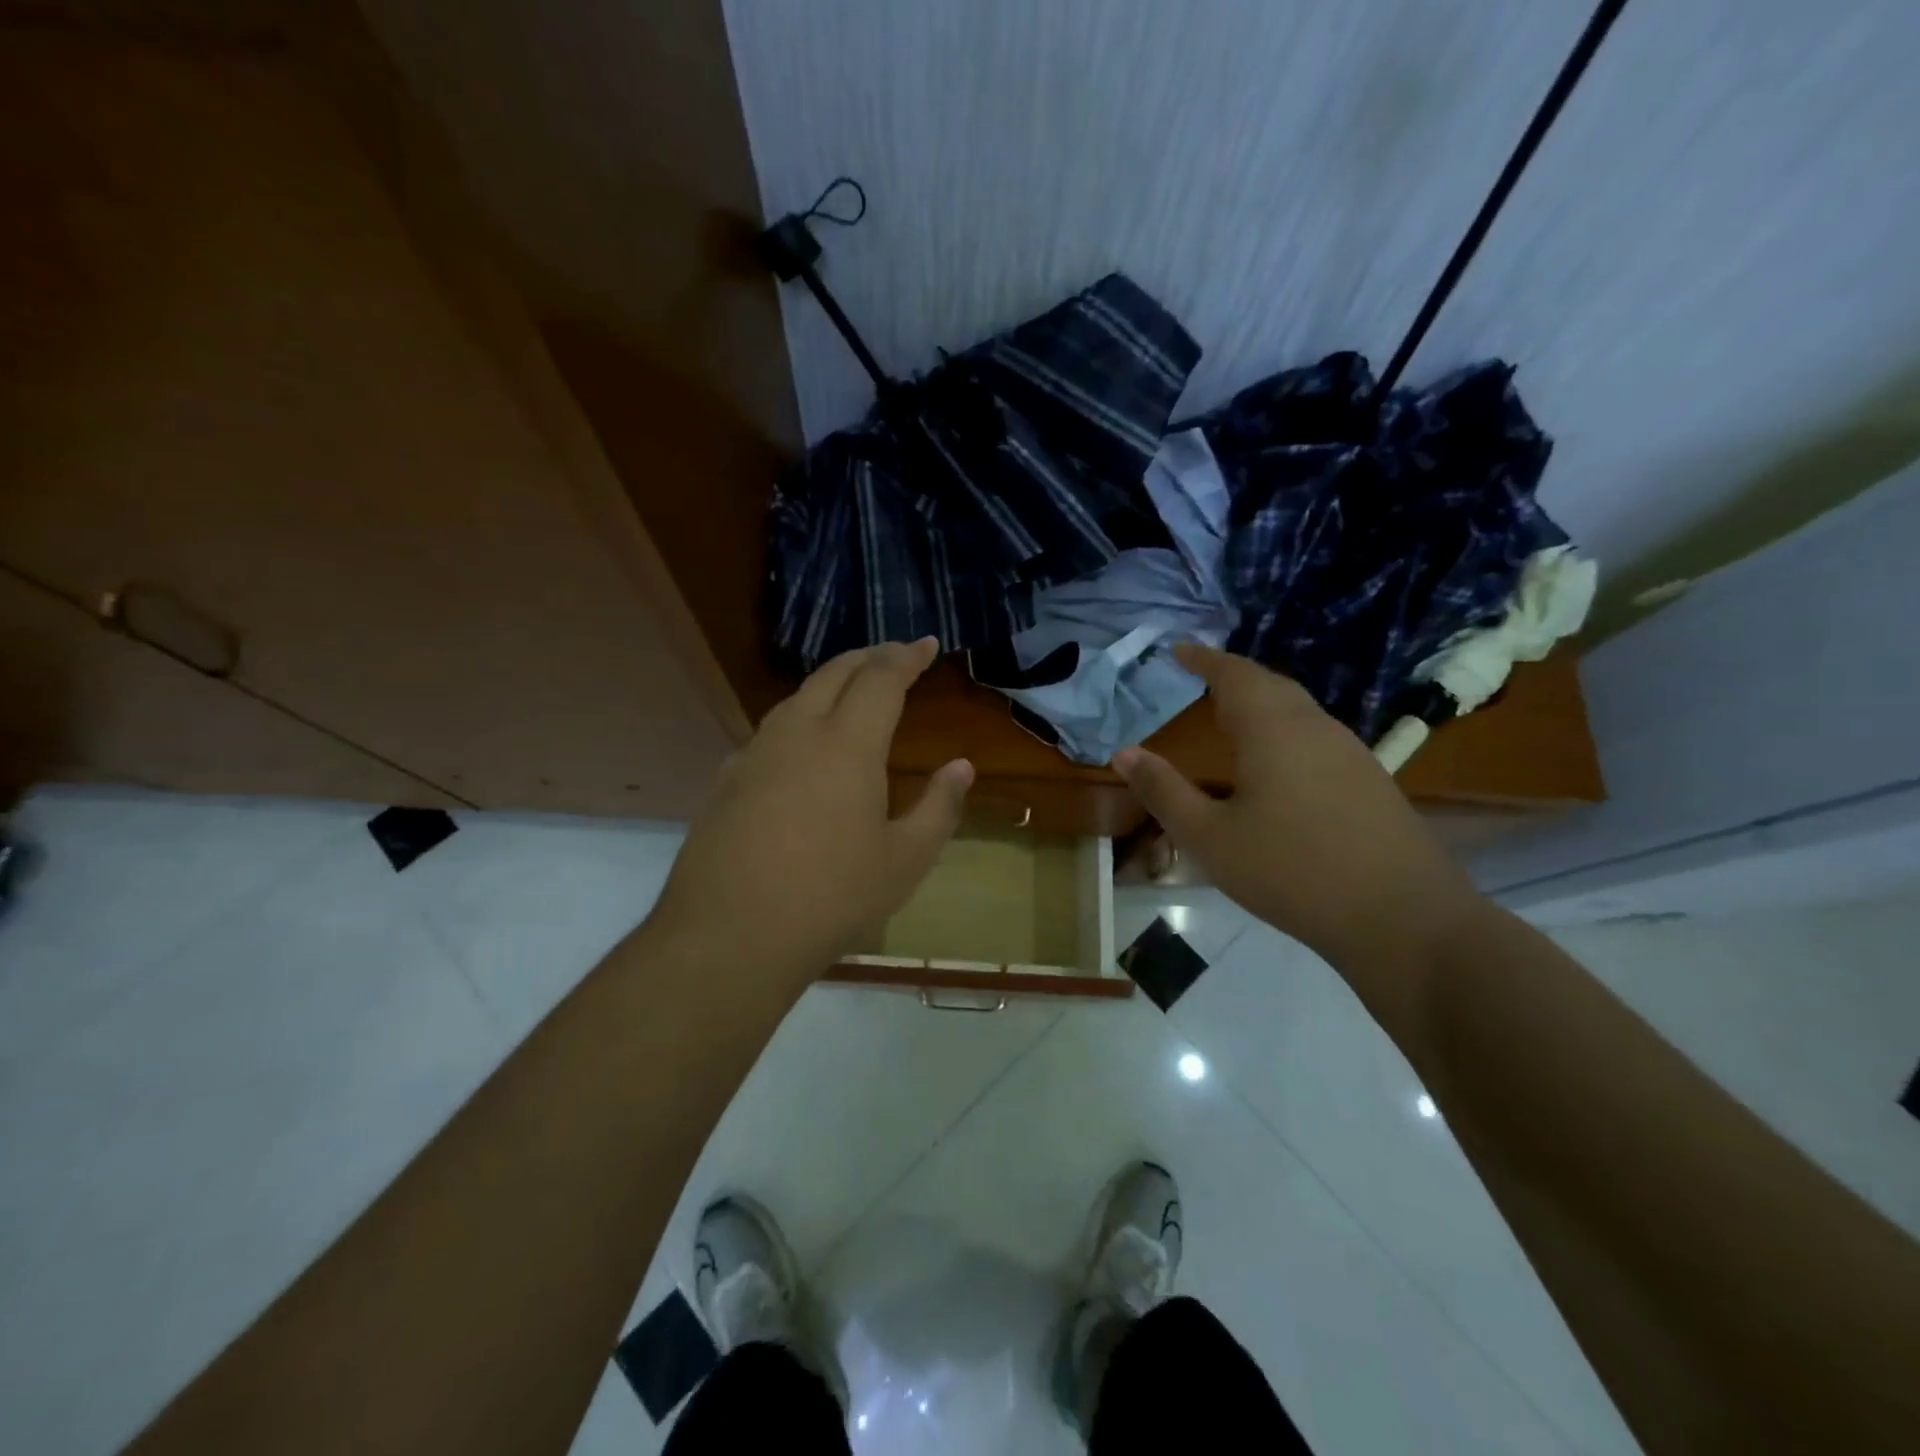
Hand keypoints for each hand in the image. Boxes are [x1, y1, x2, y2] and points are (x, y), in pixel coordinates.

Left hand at [645, 638, 972, 984]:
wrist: (729, 936)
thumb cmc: (831, 898)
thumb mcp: (905, 860)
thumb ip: (939, 807)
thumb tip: (961, 766)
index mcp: (847, 745)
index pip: (880, 679)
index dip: (906, 657)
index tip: (927, 645)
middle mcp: (797, 734)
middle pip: (834, 674)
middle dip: (868, 657)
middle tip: (894, 655)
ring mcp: (754, 755)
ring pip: (796, 698)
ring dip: (831, 684)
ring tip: (853, 691)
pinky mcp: (726, 781)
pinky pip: (770, 732)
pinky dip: (800, 719)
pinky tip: (803, 748)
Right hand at [1113, 645, 1479, 971]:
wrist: (1402, 917)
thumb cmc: (1291, 871)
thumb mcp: (1209, 837)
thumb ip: (1164, 791)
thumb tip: (1123, 753)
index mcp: (1273, 729)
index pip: (1234, 674)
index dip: (1204, 659)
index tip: (1178, 649)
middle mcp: (1315, 727)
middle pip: (1270, 685)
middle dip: (1232, 677)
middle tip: (1200, 680)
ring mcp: (1350, 752)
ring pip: (1297, 710)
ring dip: (1261, 703)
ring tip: (1231, 718)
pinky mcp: (1369, 780)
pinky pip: (1315, 736)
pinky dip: (1283, 730)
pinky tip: (1276, 765)